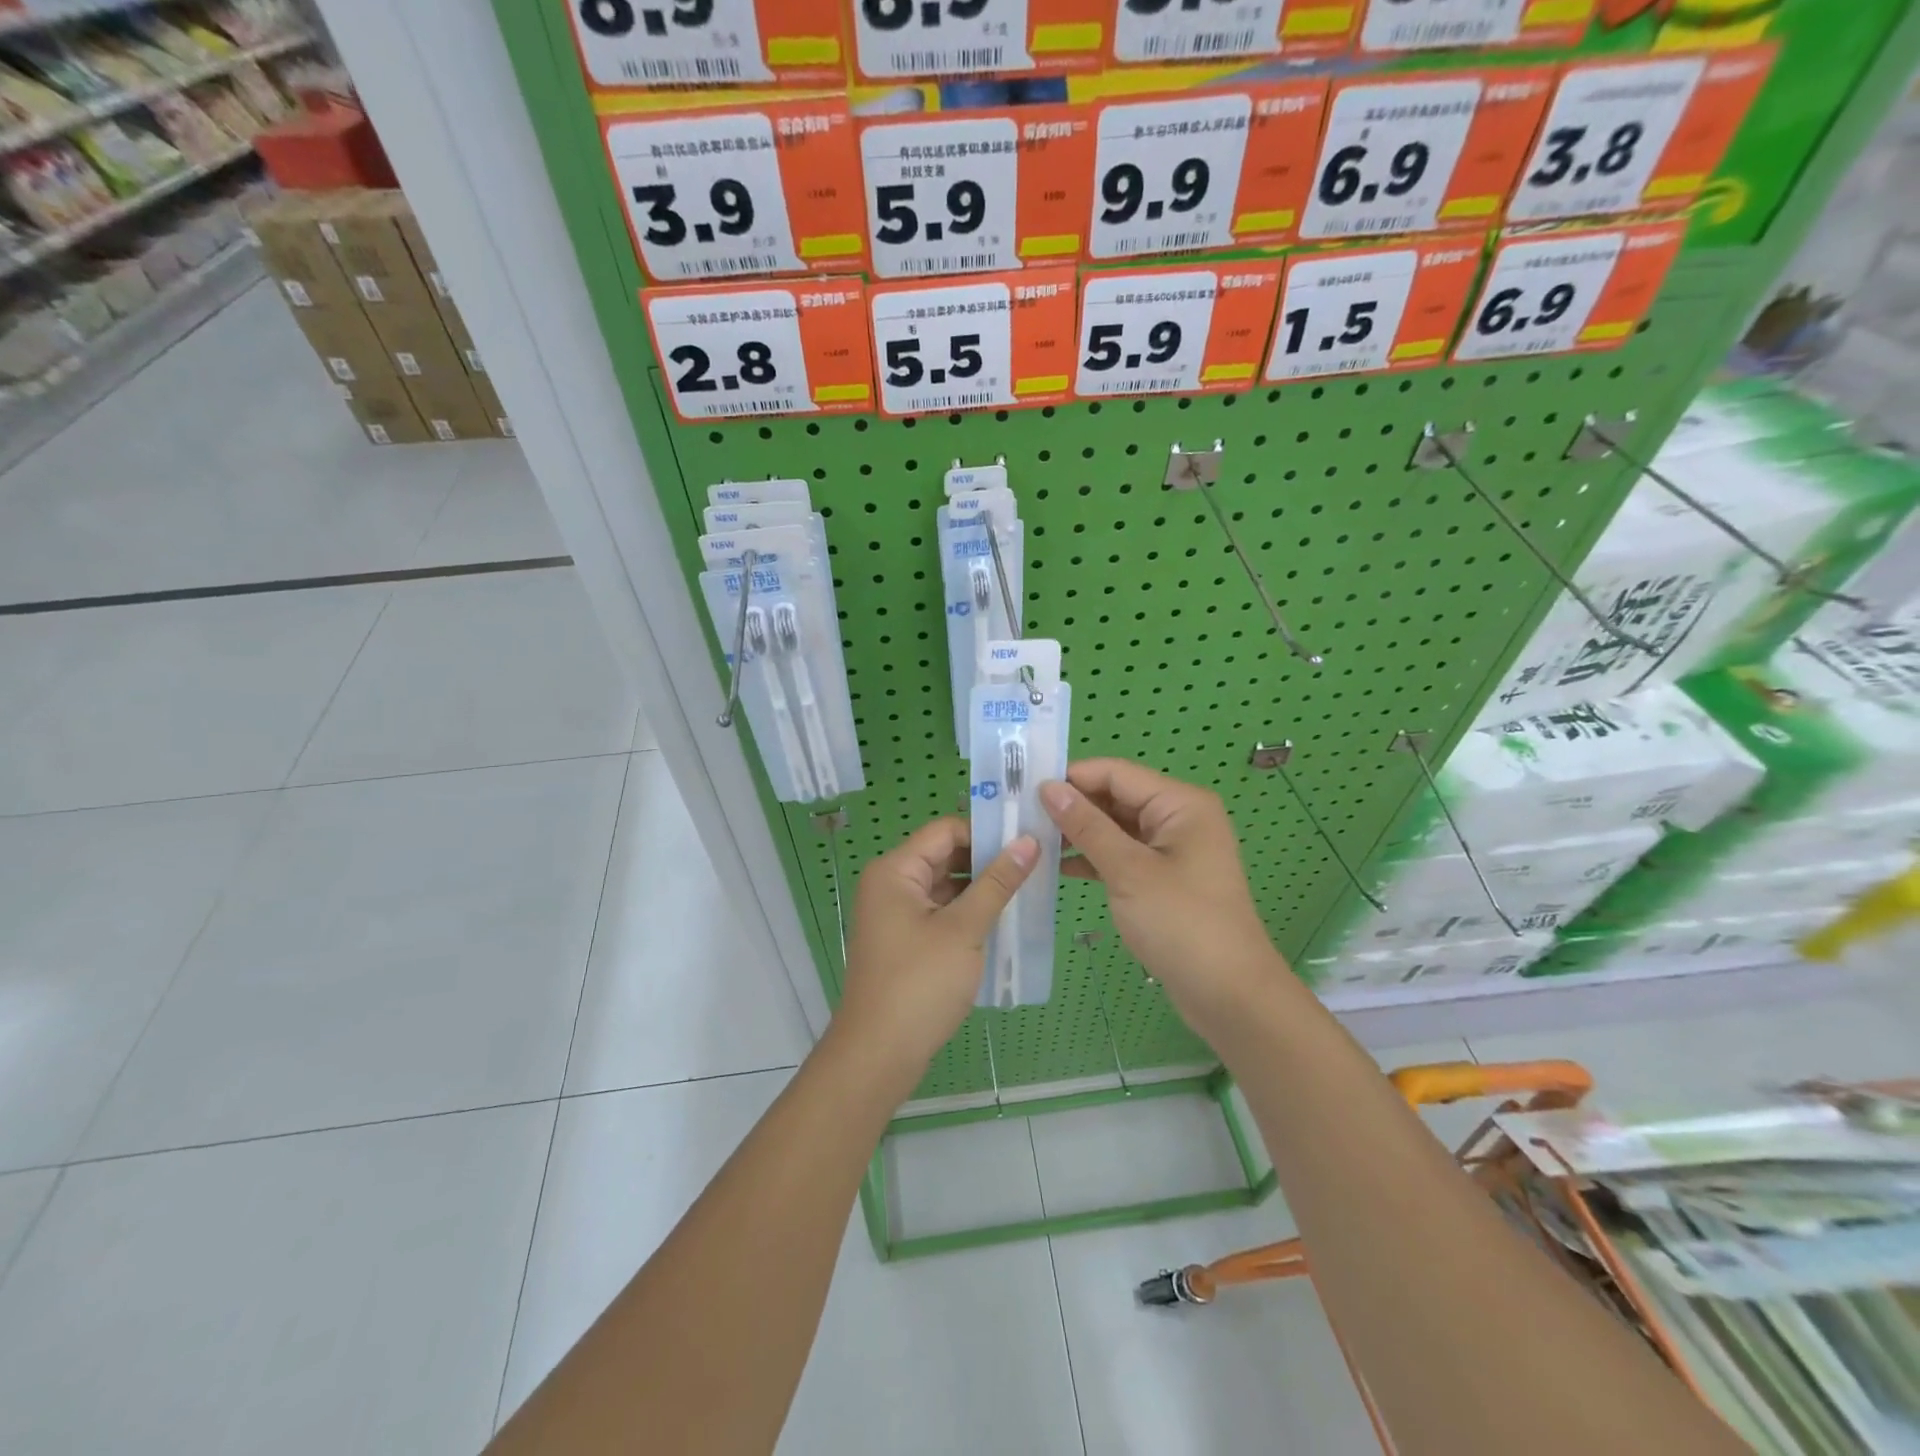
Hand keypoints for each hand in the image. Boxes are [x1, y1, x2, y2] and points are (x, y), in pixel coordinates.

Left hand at [832, 816, 1037, 1084]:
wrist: (879, 1054)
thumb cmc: (919, 983)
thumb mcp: (964, 929)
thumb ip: (997, 883)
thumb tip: (1028, 842)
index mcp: (895, 871)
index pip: (945, 831)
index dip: (986, 831)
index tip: (1028, 840)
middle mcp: (890, 885)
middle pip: (944, 856)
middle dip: (987, 860)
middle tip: (1035, 864)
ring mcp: (895, 915)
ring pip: (945, 886)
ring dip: (980, 889)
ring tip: (1027, 890)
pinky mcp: (905, 941)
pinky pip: (940, 913)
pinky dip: (968, 913)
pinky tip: (1002, 921)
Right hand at [1040, 759, 1287, 1028]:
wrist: (1229, 995)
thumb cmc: (1181, 923)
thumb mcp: (1128, 870)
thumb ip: (1086, 826)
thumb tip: (1048, 788)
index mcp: (1179, 803)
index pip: (1115, 773)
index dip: (1071, 777)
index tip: (1025, 789)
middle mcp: (1178, 817)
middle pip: (1116, 797)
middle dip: (1072, 805)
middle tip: (1021, 816)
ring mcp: (1171, 849)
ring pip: (1116, 827)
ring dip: (1079, 832)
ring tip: (1031, 839)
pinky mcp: (1163, 878)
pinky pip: (1122, 854)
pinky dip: (1093, 857)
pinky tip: (1057, 866)